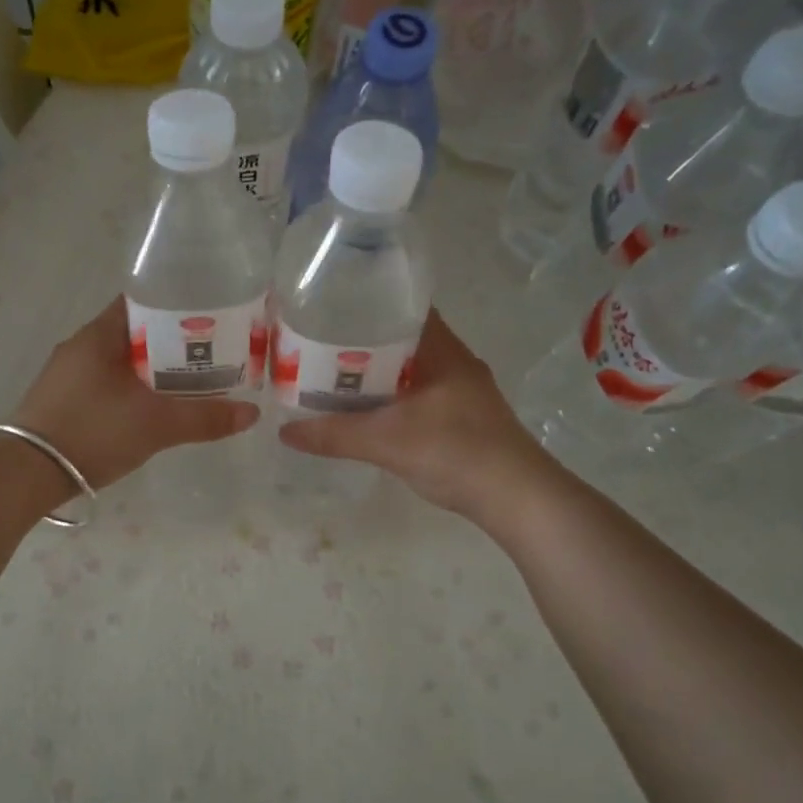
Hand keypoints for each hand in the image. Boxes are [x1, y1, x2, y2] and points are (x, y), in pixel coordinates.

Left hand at [11, 297, 259, 489]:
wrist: (25, 473)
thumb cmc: (93, 432)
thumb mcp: (156, 425)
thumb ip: (205, 418)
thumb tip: (252, 414)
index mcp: (100, 334)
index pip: (144, 301)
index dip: (179, 305)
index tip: (211, 317)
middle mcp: (81, 345)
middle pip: (136, 331)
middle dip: (172, 342)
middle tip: (211, 353)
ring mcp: (68, 373)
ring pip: (121, 359)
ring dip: (152, 367)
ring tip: (189, 380)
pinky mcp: (61, 398)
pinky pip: (106, 381)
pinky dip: (132, 386)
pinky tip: (151, 406)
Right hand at [279, 310, 557, 519]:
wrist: (518, 499)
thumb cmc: (456, 453)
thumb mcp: (387, 442)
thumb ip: (335, 435)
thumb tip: (284, 432)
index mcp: (443, 351)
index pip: (405, 309)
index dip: (370, 304)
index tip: (333, 308)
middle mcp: (456, 363)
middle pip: (404, 340)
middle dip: (365, 341)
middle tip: (322, 346)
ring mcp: (464, 392)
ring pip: (412, 370)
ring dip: (379, 373)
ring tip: (336, 377)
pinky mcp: (465, 418)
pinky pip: (420, 394)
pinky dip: (394, 397)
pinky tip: (370, 412)